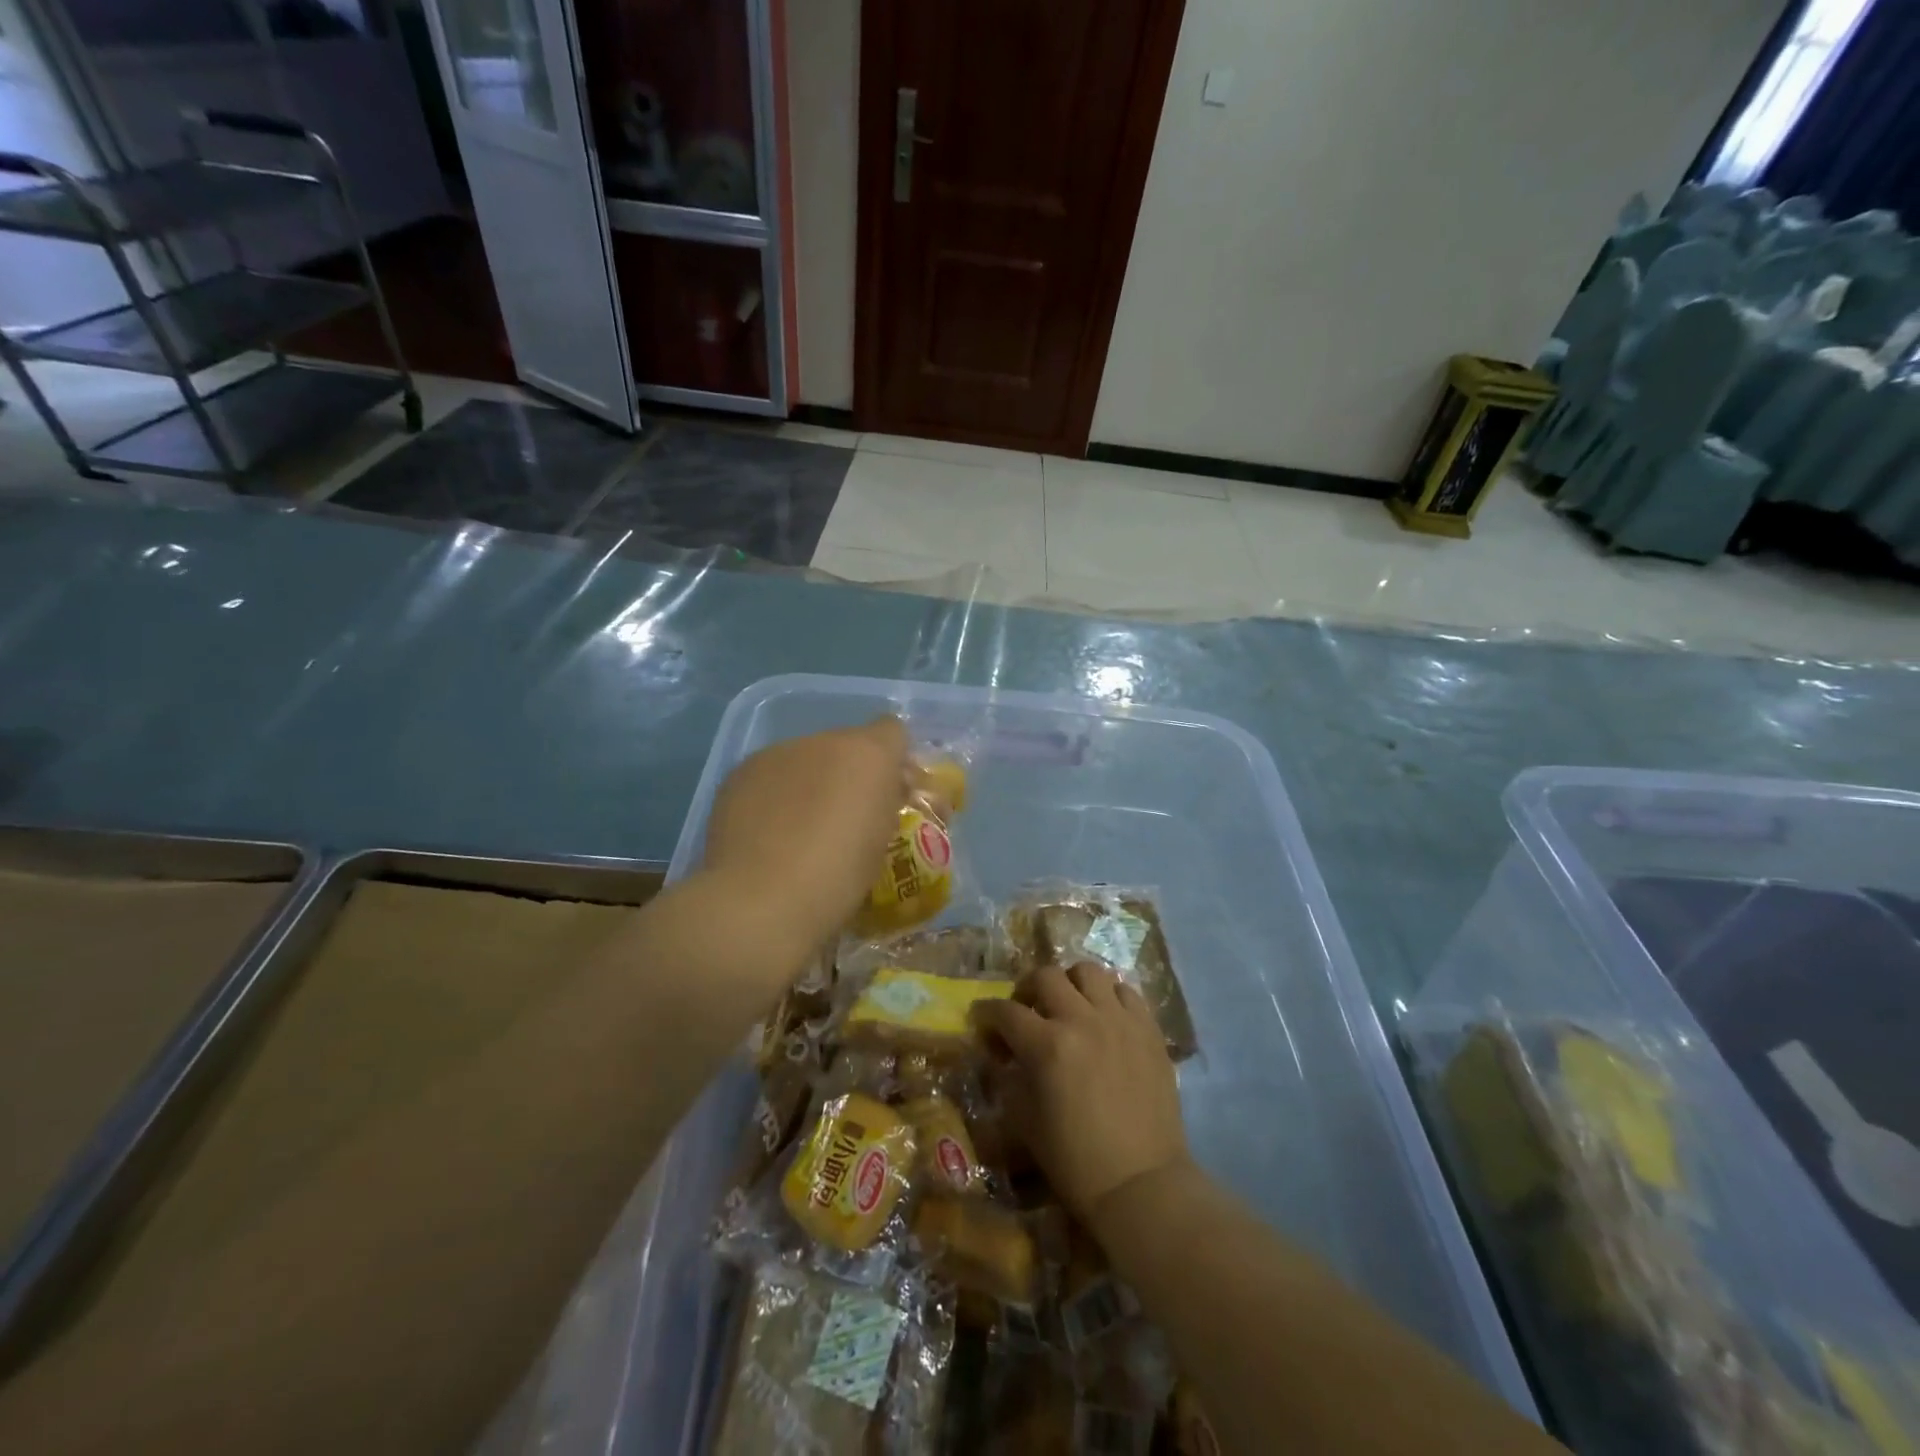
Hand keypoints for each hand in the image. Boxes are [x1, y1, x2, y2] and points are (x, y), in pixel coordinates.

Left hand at [700, 716, 911, 955]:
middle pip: (846, 744)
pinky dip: (775, 795)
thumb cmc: (839, 878)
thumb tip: (884, 794)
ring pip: (805, 758)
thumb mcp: (883, 843)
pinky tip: (767, 833)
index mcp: (869, 755)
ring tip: (800, 829)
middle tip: (844, 818)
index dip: (892, 761)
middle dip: (849, 773)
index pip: (893, 731)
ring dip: (810, 782)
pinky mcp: (740, 772)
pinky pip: (770, 775)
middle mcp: (824, 741)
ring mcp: (777, 753)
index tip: (889, 796)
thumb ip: (887, 805)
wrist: (761, 900)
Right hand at [975, 963, 1189, 1224]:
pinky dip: (1110, 996)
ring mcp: (1120, 1020)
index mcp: (1047, 1045)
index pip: (1005, 1011)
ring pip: (1089, 971)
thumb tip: (1000, 1054)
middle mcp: (1082, 1020)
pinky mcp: (1149, 1029)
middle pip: (1046, 976)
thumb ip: (1009, 1078)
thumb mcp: (1025, 1121)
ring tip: (1069, 1005)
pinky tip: (1104, 1017)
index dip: (987, 1014)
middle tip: (1026, 1009)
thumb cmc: (1075, 1161)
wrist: (1141, 1185)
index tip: (982, 1020)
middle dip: (1027, 989)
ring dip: (1071, 983)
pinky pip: (1127, 992)